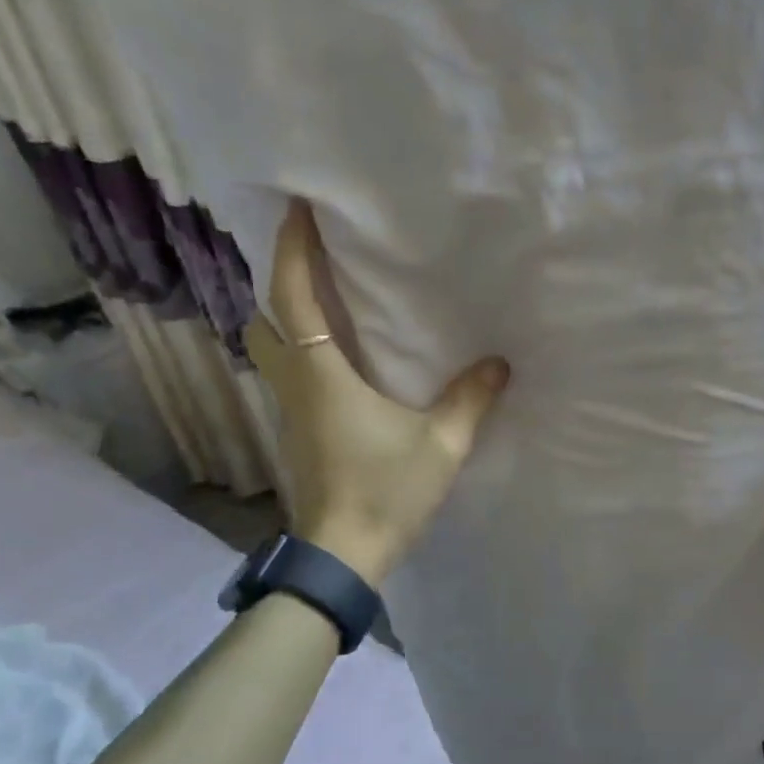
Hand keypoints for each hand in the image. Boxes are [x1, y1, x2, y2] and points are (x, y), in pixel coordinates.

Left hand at [244, 203, 508, 586]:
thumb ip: (470, 400)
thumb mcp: (441, 446)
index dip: (294, 250)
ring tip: (326, 303)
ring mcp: (289, 413)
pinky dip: (301, 352)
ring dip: (286, 319)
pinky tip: (338, 360)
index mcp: (322, 377)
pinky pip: (288, 376)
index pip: (294, 299)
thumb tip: (498, 363)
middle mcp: (295, 386)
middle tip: (314, 260)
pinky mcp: (296, 434)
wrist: (342, 555)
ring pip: (270, 350)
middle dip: (281, 283)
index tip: (299, 209)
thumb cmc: (386, 492)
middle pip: (265, 320)